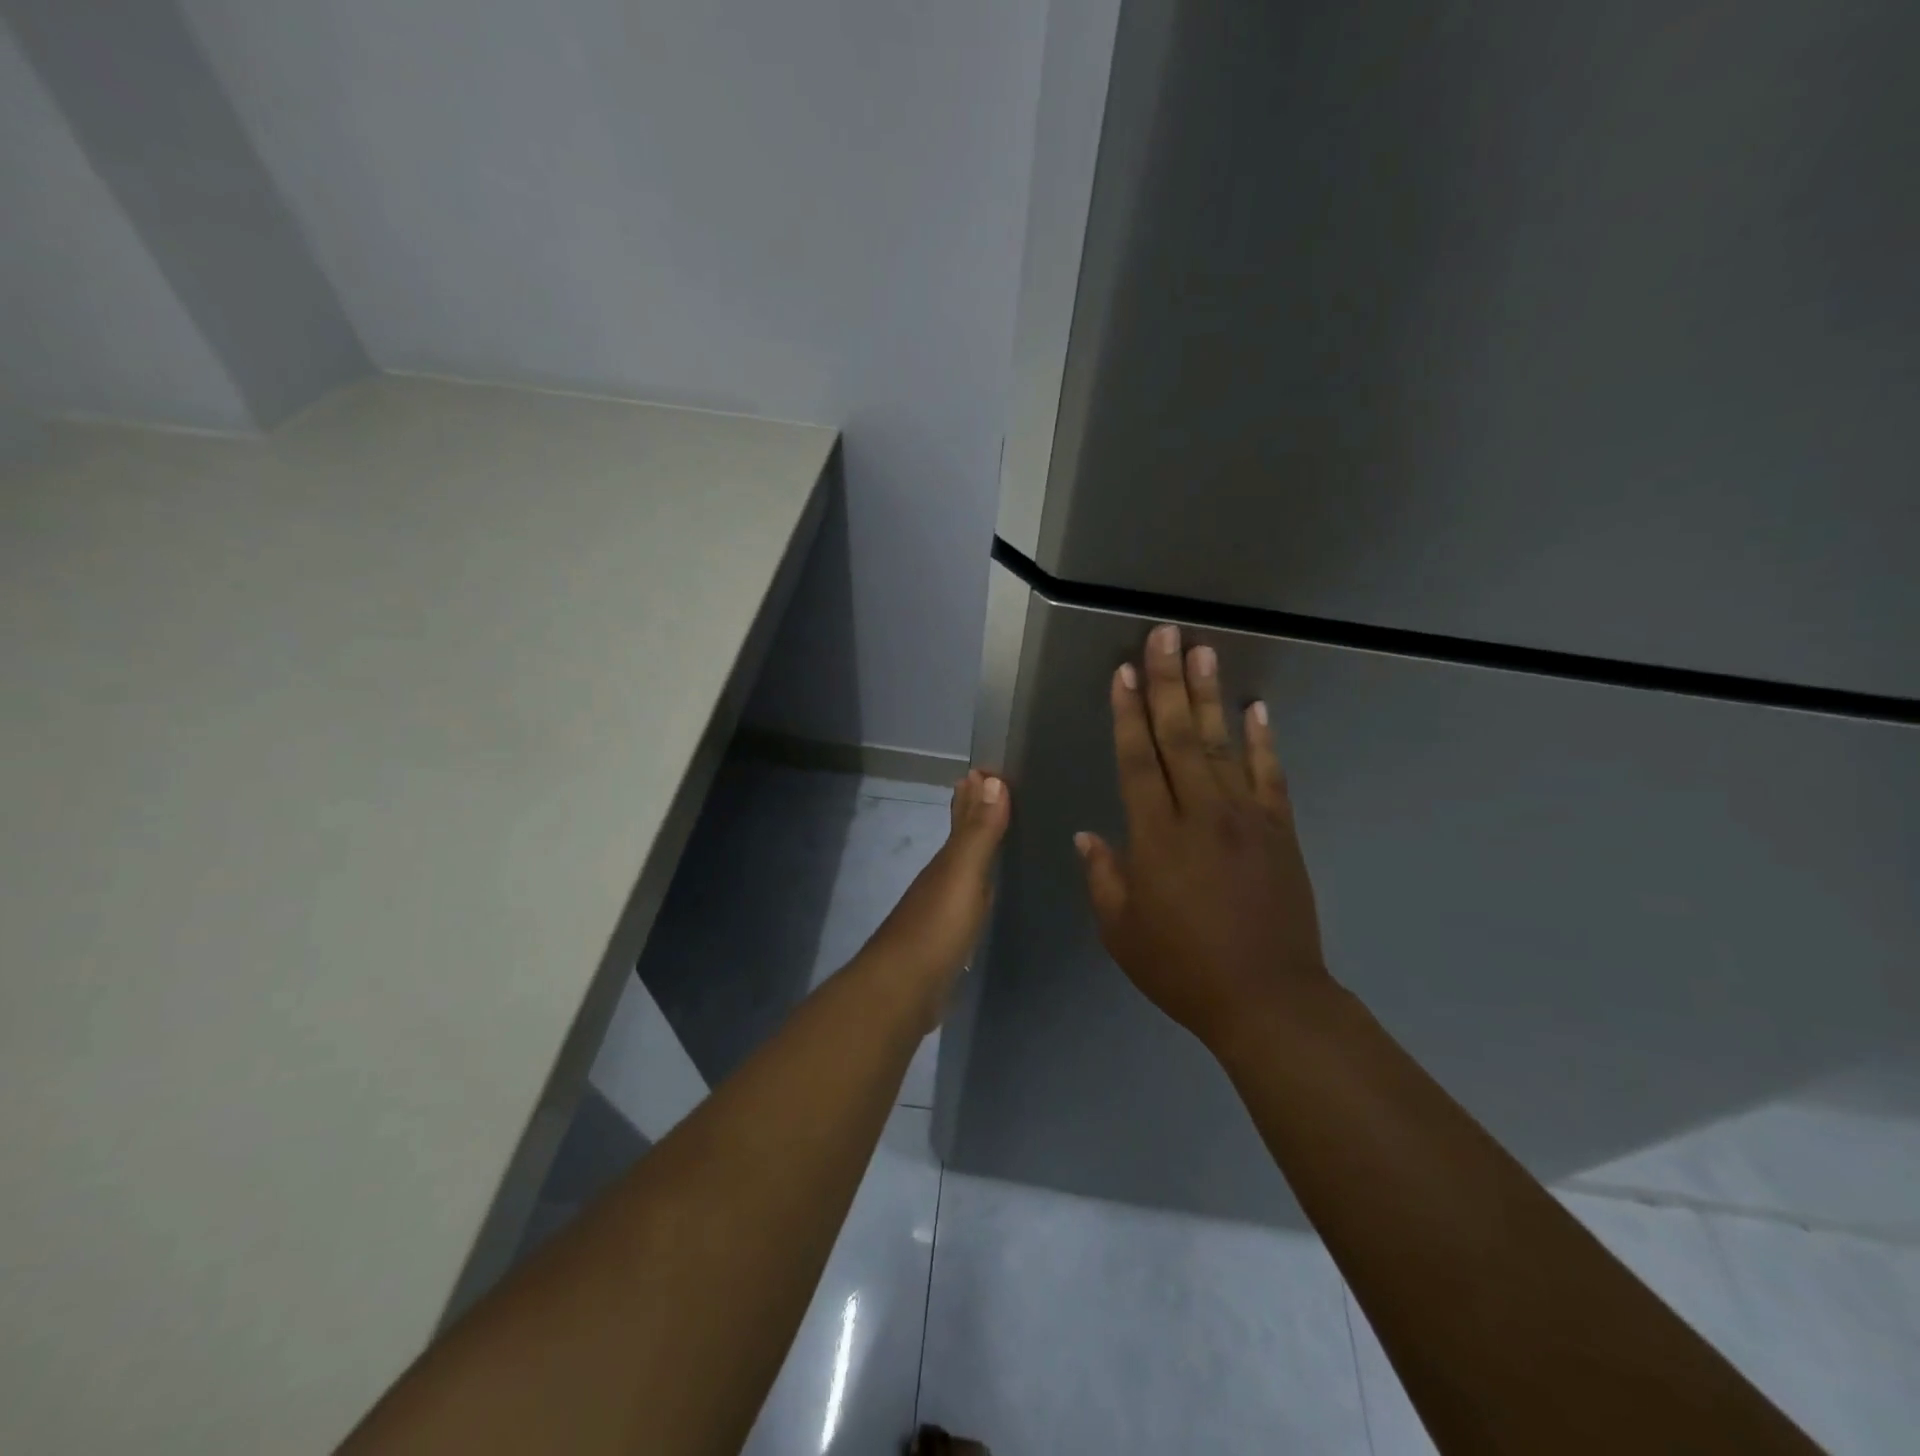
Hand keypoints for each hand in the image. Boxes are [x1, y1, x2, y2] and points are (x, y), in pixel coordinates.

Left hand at [860, 769, 1010, 1031]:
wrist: (903, 990)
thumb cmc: (937, 928)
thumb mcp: (963, 875)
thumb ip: (979, 831)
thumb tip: (991, 779)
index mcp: (947, 860)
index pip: (963, 816)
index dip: (975, 793)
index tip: (988, 768)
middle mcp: (941, 877)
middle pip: (960, 837)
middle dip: (972, 812)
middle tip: (989, 787)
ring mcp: (941, 909)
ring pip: (962, 866)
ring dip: (976, 846)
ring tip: (996, 833)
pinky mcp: (946, 939)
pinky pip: (967, 899)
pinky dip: (977, 886)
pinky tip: (984, 892)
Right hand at [1075, 624, 1329, 1052]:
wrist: (1268, 999)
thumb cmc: (1183, 968)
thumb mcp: (1121, 931)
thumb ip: (1103, 876)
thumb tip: (1087, 835)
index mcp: (1156, 836)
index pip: (1137, 760)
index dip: (1127, 713)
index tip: (1123, 672)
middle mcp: (1200, 813)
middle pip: (1179, 737)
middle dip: (1167, 682)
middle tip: (1165, 636)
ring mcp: (1246, 818)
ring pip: (1222, 744)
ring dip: (1209, 696)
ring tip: (1203, 652)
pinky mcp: (1279, 831)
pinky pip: (1270, 775)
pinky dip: (1264, 739)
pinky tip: (1256, 708)